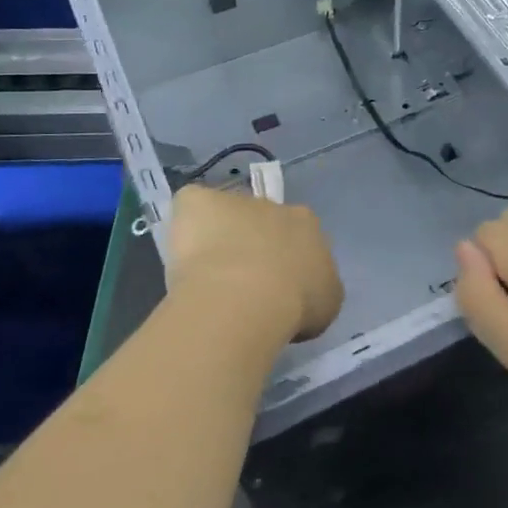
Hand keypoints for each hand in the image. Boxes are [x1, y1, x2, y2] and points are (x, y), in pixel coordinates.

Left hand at [167, 184, 342, 344]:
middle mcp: (273, 206)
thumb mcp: (325, 304)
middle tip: (241, 284)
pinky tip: (182, 253)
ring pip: (224, 215)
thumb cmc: (294, 304)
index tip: (276, 286)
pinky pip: (191, 204)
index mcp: (306, 224)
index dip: (285, 259)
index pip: (298, 234)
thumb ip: (317, 286)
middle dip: (252, 246)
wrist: (247, 297)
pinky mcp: (197, 202)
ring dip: (218, 236)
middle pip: (261, 222)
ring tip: (207, 276)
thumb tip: (306, 288)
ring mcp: (233, 202)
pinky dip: (186, 223)